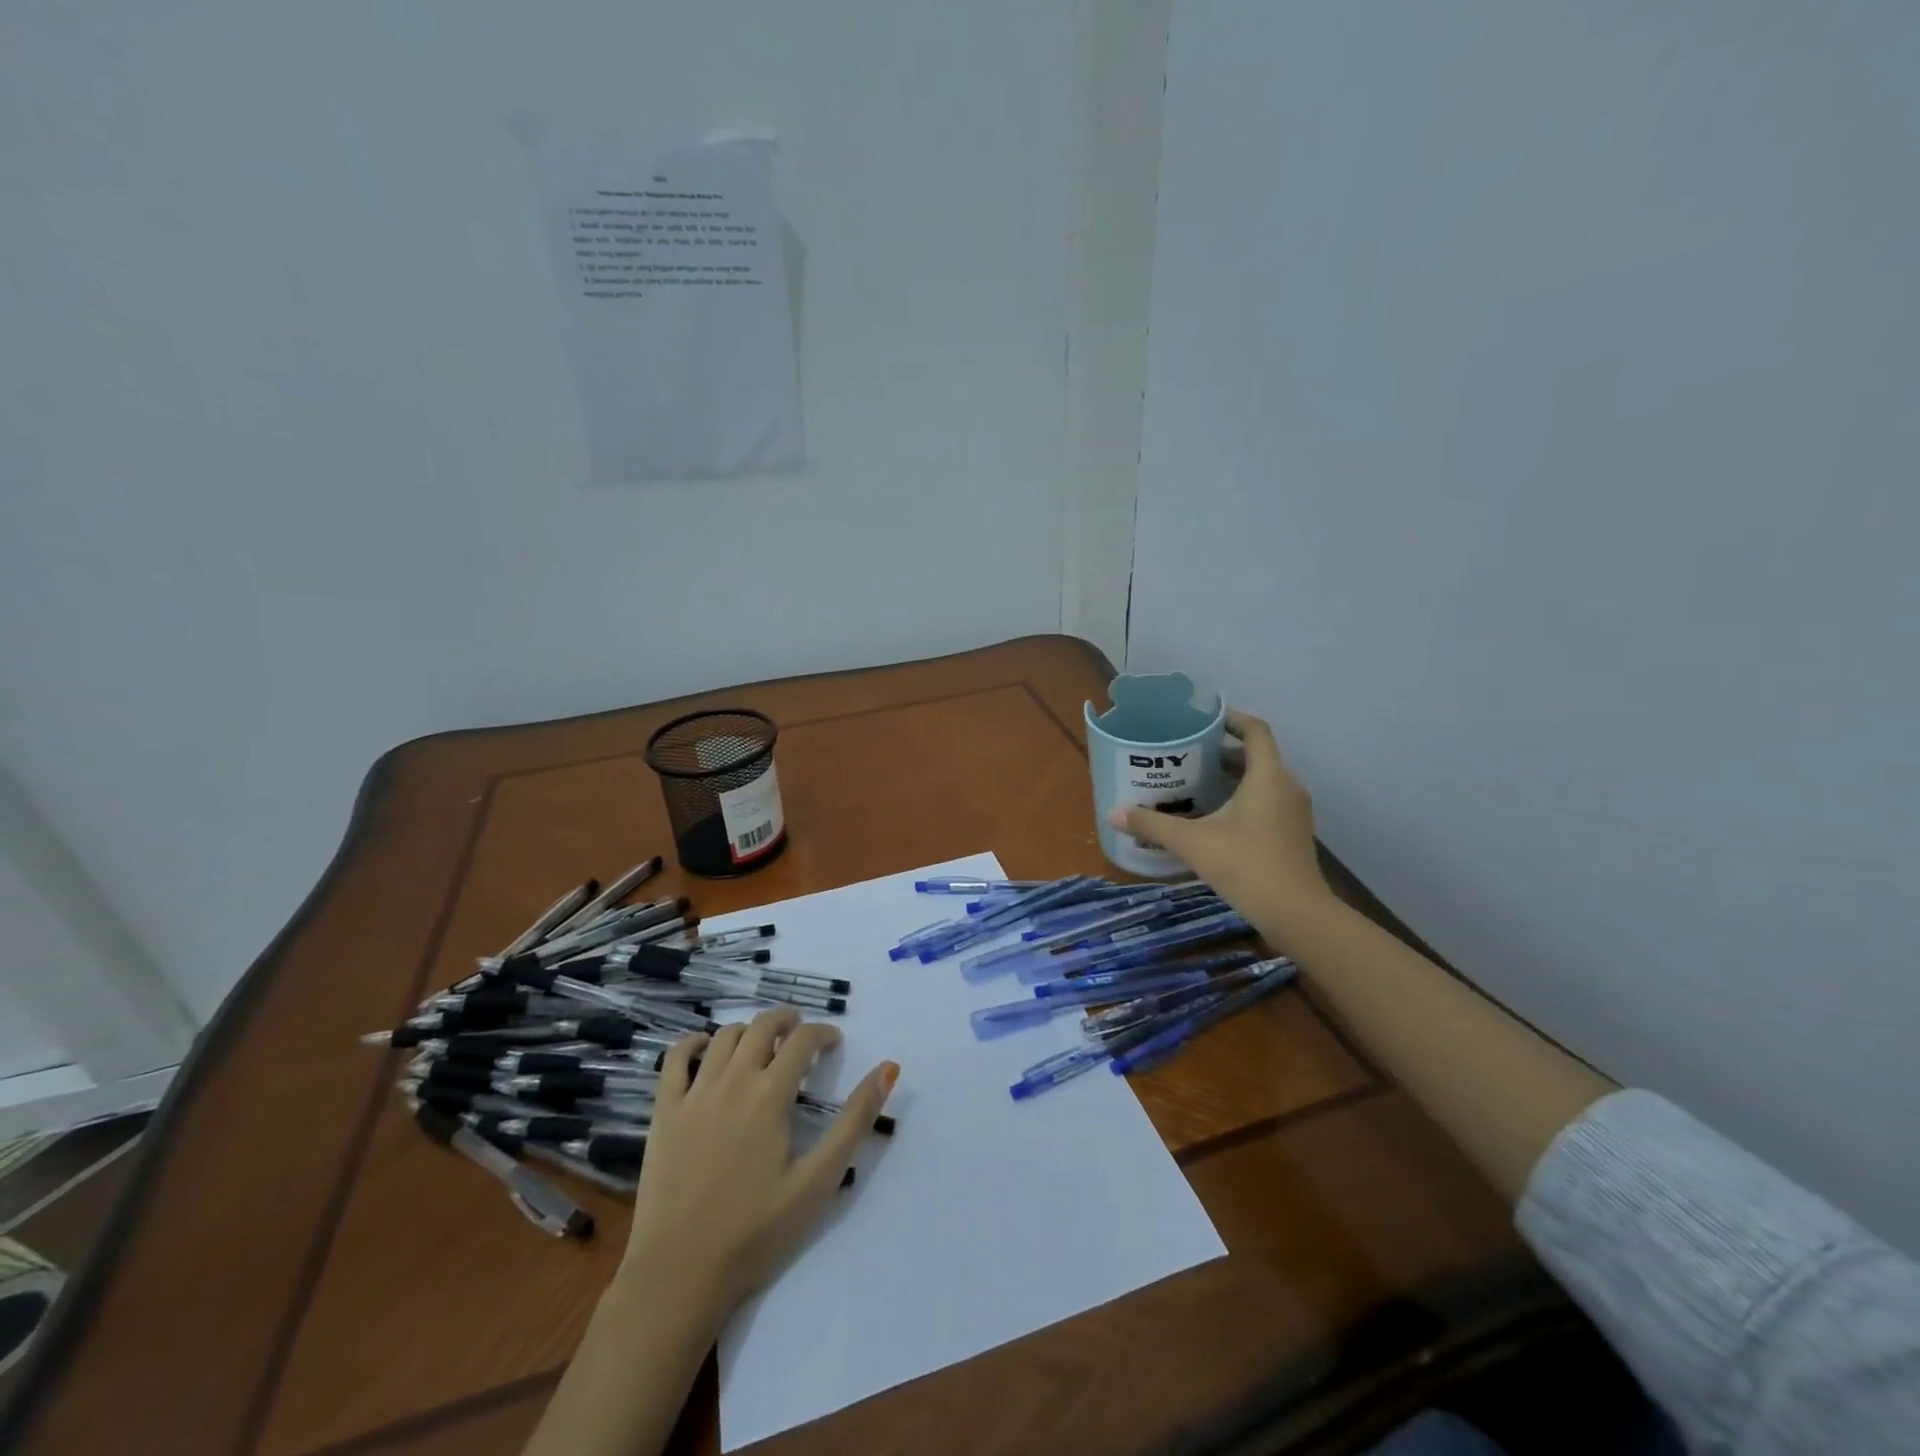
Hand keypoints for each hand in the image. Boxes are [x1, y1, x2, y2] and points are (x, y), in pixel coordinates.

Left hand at [615, 1008, 897, 1322]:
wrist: (678, 1277)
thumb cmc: (756, 1233)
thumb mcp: (818, 1181)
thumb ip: (855, 1121)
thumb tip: (888, 1069)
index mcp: (770, 1095)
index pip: (803, 1039)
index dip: (824, 1033)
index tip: (834, 1044)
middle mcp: (732, 1081)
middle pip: (763, 1024)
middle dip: (788, 1020)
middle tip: (801, 1035)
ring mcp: (693, 1094)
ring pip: (724, 1035)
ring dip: (749, 1030)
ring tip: (762, 1047)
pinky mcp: (663, 1112)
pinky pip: (675, 1057)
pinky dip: (694, 1042)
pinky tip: (706, 1051)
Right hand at [1108, 710, 1330, 935]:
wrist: (1297, 915)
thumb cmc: (1247, 866)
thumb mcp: (1192, 843)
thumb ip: (1153, 824)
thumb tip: (1113, 813)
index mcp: (1268, 776)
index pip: (1255, 730)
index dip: (1230, 718)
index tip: (1202, 719)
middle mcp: (1287, 787)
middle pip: (1256, 756)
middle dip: (1221, 752)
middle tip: (1186, 755)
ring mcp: (1294, 813)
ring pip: (1262, 782)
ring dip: (1231, 778)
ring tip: (1194, 785)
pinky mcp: (1293, 835)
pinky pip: (1267, 803)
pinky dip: (1242, 800)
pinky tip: (1214, 819)